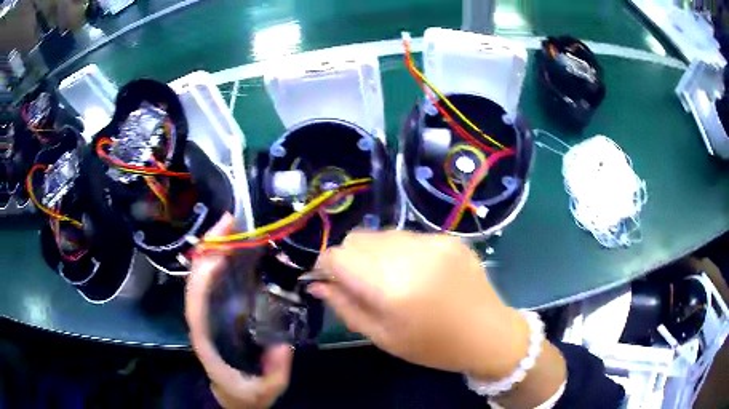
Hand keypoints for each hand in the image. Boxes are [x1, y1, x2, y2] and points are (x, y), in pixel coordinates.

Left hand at [185, 214, 292, 408]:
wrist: (234, 398)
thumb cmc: (245, 394)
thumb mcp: (265, 390)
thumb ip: (275, 371)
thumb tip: (284, 344)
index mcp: (205, 337)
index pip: (196, 298)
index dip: (204, 269)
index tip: (220, 243)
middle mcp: (202, 319)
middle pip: (197, 278)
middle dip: (210, 247)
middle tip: (231, 221)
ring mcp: (209, 314)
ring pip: (204, 277)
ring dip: (215, 250)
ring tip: (235, 227)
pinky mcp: (218, 312)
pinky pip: (215, 283)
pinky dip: (222, 263)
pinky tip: (238, 250)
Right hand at [308, 230, 529, 379]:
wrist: (489, 334)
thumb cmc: (433, 346)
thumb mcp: (383, 336)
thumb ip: (346, 307)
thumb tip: (317, 285)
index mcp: (391, 286)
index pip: (338, 256)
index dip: (326, 267)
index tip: (330, 282)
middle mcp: (410, 254)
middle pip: (357, 238)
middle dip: (350, 259)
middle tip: (364, 286)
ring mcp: (433, 241)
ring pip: (382, 234)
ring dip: (375, 254)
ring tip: (394, 280)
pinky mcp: (449, 237)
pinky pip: (409, 236)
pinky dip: (402, 252)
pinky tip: (419, 274)